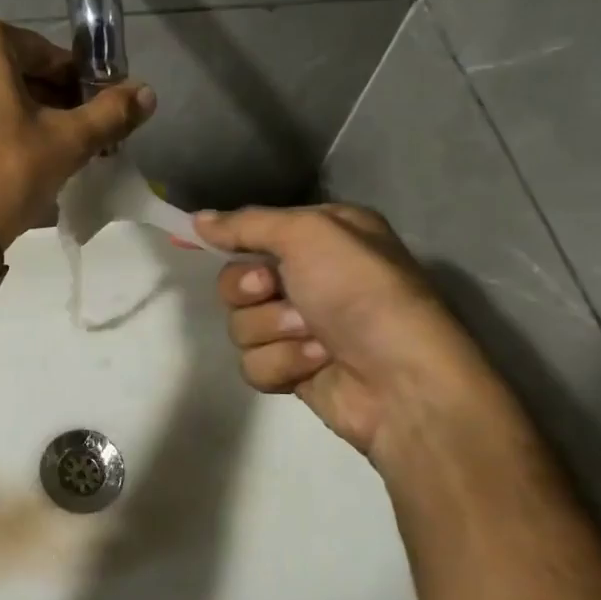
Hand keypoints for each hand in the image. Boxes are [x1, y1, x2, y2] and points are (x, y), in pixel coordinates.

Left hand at [0, 15, 155, 244]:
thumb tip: (148, 92)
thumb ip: (109, 113)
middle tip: (59, 139)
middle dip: (37, 100)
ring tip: (24, 154)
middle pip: (5, 70)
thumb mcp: (65, 143)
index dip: (73, 86)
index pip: (44, 55)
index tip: (87, 115)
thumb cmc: (2, 175)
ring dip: (3, 112)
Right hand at [193, 204, 516, 476]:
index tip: (198, 245)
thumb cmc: (362, 292)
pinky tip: (317, 364)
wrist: (402, 380)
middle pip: (236, 281)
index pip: (253, 231)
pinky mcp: (294, 369)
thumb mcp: (309, 235)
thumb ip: (248, 224)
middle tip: (274, 289)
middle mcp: (310, 277)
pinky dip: (283, 363)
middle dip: (250, 289)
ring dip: (273, 330)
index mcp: (321, 236)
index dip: (229, 241)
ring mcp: (300, 327)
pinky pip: (254, 362)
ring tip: (314, 337)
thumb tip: (197, 220)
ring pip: (241, 325)